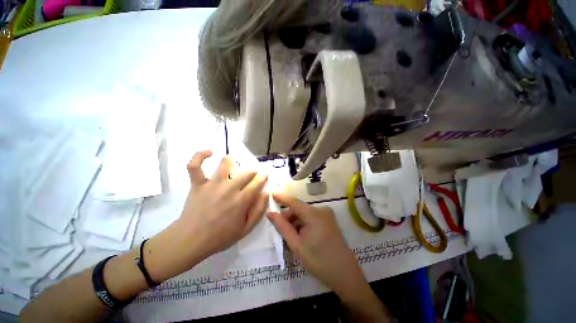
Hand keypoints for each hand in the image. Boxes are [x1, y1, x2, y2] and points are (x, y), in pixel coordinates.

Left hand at [148, 150, 268, 280]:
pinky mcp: (198, 184)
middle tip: (254, 173)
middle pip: (246, 172)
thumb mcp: (246, 229)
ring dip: (232, 161)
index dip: (263, 176)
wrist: (191, 240)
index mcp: (241, 200)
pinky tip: (209, 152)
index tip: (265, 174)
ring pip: (225, 164)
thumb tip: (267, 193)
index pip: (257, 182)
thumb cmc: (220, 236)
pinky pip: (195, 166)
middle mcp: (229, 188)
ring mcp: (212, 184)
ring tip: (234, 163)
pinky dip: (200, 156)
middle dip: (254, 171)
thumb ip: (259, 210)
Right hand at [267, 193, 389, 321]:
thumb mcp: (296, 245)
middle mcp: (321, 210)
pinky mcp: (329, 220)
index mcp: (313, 214)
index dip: (281, 197)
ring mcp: (327, 215)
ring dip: (295, 223)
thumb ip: (282, 227)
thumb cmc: (318, 260)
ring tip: (291, 238)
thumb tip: (270, 213)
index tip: (271, 194)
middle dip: (288, 218)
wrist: (344, 274)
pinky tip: (300, 237)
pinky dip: (303, 225)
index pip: (293, 201)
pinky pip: (311, 218)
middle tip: (280, 232)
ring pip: (304, 214)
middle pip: (299, 209)